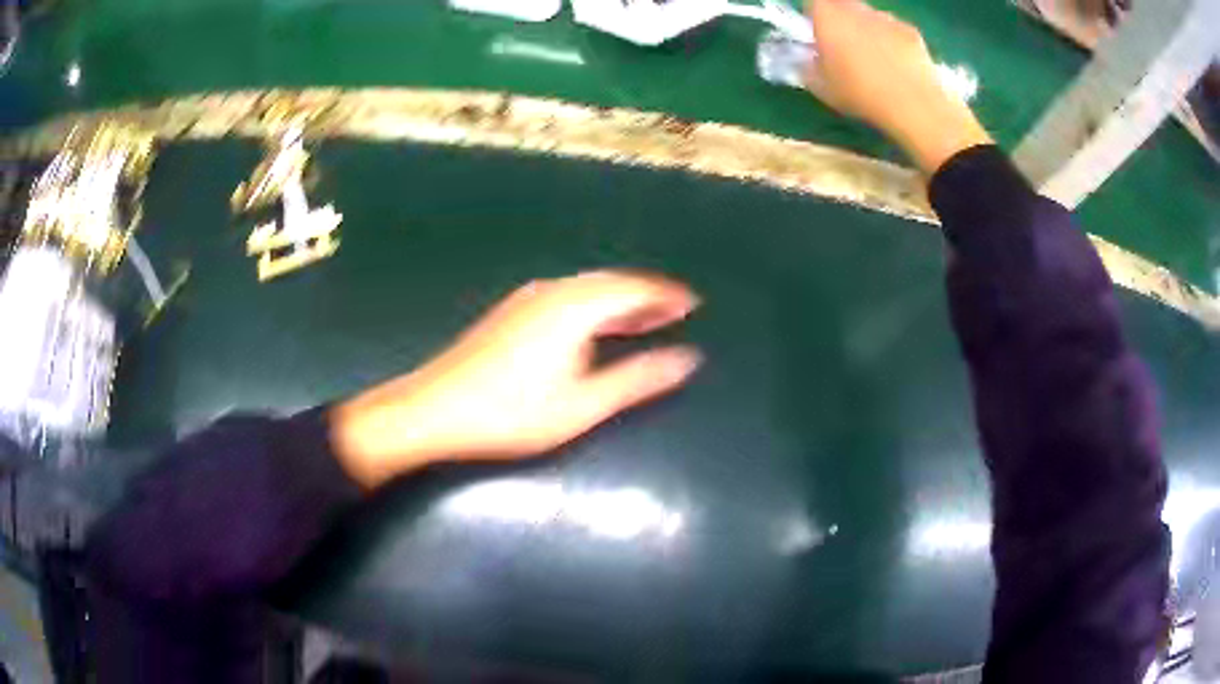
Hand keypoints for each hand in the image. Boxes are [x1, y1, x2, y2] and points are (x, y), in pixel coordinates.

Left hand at [330, 271, 702, 487]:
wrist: (433, 411)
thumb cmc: (511, 413)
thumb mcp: (583, 404)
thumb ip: (638, 379)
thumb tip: (688, 359)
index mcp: (574, 307)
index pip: (633, 288)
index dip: (666, 295)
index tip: (693, 303)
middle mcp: (553, 292)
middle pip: (610, 283)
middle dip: (646, 295)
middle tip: (675, 312)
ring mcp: (527, 300)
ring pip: (587, 289)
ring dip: (619, 301)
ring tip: (645, 319)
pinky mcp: (511, 313)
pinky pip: (567, 297)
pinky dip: (594, 307)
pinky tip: (595, 328)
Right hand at [805, 0, 991, 173]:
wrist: (913, 105)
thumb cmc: (860, 93)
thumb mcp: (821, 87)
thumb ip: (807, 66)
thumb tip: (808, 59)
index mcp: (827, 16)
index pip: (813, 4)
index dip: (813, 18)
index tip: (816, 36)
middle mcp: (855, 8)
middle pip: (842, 5)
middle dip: (841, 20)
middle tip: (843, 47)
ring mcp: (886, 17)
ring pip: (869, 17)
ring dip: (867, 30)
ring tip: (874, 60)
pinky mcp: (911, 31)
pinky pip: (894, 30)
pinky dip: (892, 41)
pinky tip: (897, 66)